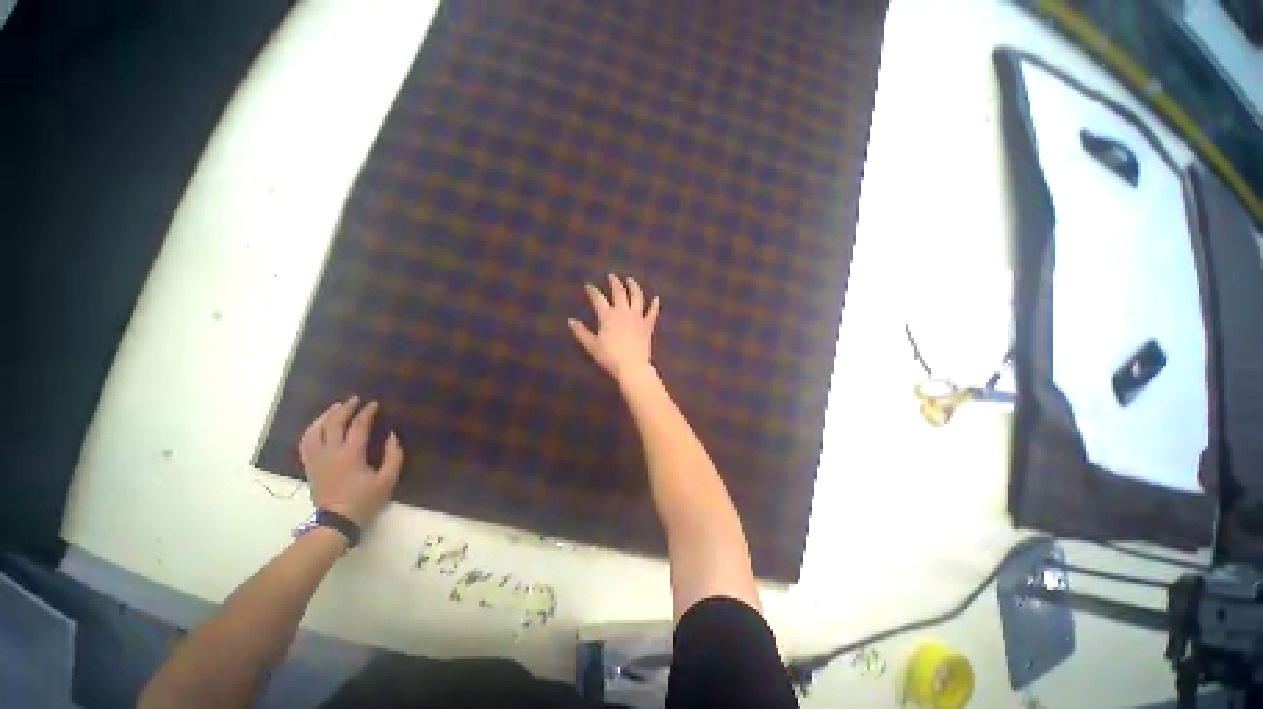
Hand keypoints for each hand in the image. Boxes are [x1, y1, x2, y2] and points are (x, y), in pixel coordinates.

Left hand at [298, 396, 403, 527]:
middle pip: (333, 424)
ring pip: (315, 431)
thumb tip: (392, 435)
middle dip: (344, 409)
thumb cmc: (364, 501)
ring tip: (335, 407)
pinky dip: (311, 430)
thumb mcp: (387, 480)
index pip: (358, 426)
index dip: (366, 413)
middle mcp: (330, 453)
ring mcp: (317, 459)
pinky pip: (305, 443)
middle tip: (354, 399)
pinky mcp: (310, 466)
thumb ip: (393, 456)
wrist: (336, 522)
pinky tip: (317, 426)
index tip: (374, 403)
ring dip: (325, 416)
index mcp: (351, 454)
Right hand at [568, 274, 660, 383]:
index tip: (589, 286)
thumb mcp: (592, 346)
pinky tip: (657, 299)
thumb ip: (581, 332)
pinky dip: (655, 305)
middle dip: (614, 282)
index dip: (593, 291)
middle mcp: (623, 312)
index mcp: (607, 316)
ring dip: (634, 287)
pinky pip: (652, 313)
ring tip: (630, 280)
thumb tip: (570, 321)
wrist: (632, 366)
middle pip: (619, 292)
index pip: (598, 299)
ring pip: (637, 297)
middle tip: (612, 276)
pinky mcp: (648, 326)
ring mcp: (637, 317)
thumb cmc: (609, 357)